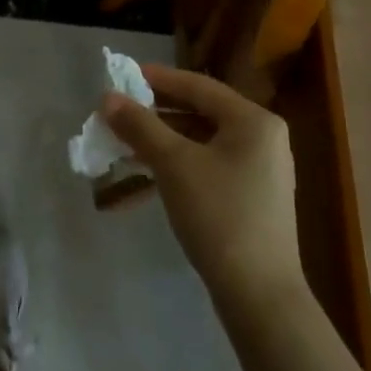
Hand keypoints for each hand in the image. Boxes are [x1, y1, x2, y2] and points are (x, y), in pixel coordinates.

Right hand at [101, 66, 308, 317]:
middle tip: (118, 113)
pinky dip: (176, 167)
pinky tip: (144, 178)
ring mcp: (259, 170)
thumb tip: (108, 97)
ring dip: (160, 143)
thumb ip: (140, 126)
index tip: (123, 75)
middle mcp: (262, 138)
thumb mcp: (173, 164)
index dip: (158, 78)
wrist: (259, 294)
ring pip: (200, 143)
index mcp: (253, 121)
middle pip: (199, 113)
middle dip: (155, 115)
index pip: (198, 86)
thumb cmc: (218, 215)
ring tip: (123, 146)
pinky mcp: (251, 198)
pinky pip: (207, 167)